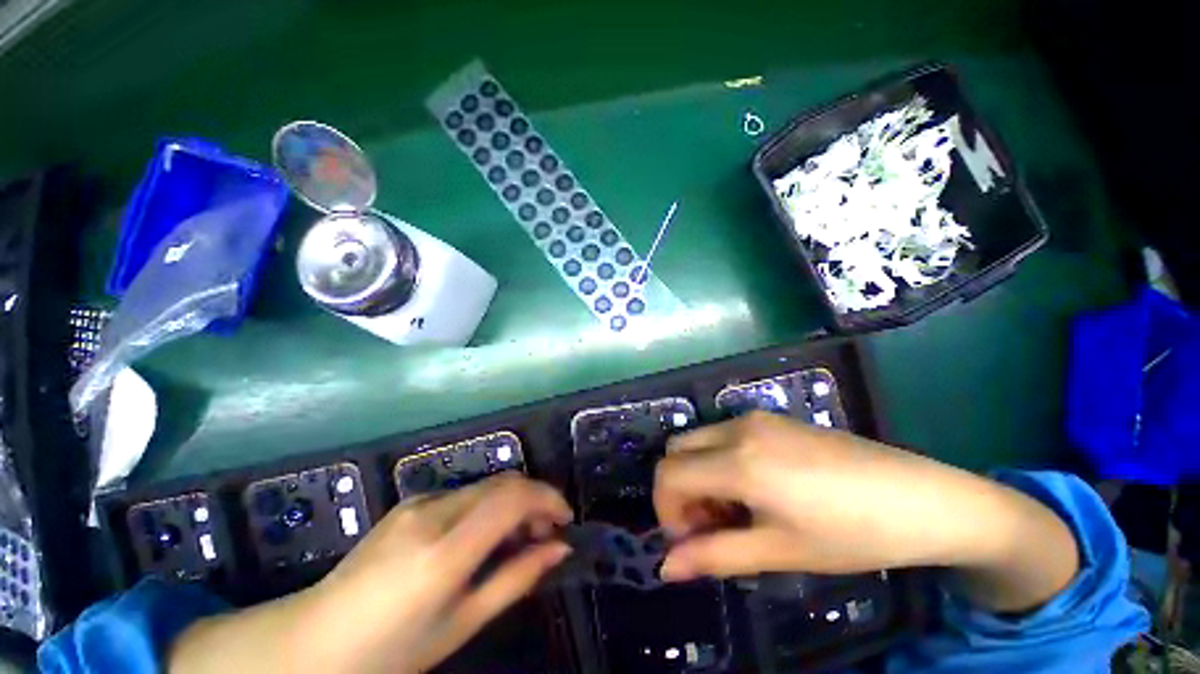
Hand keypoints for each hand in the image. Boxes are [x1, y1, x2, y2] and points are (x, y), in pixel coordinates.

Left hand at [170, 473, 572, 673]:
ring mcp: (417, 503)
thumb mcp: (460, 625)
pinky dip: (488, 505)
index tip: (566, 520)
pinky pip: (464, 494)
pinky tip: (483, 536)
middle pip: (503, 483)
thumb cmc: (389, 653)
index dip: (548, 499)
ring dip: (512, 502)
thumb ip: (515, 580)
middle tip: (546, 533)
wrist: (309, 644)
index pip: (512, 498)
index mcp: (443, 552)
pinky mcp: (409, 503)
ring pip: (486, 485)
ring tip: (518, 537)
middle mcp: (432, 514)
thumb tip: (558, 548)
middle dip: (535, 500)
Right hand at [653, 412, 1078, 611]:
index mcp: (738, 461)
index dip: (666, 510)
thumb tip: (665, 568)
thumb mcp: (779, 551)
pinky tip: (754, 489)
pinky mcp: (771, 418)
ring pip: (698, 441)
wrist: (920, 498)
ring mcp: (754, 418)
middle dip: (679, 490)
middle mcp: (737, 429)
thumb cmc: (851, 534)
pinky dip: (718, 461)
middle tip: (710, 527)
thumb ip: (714, 556)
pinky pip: (723, 435)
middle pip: (676, 451)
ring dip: (699, 475)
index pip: (668, 474)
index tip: (690, 541)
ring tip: (735, 512)